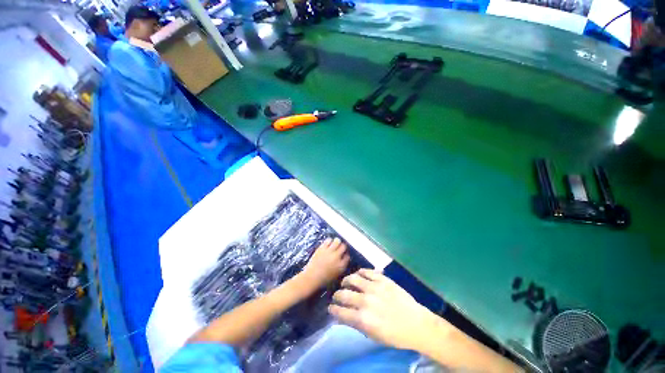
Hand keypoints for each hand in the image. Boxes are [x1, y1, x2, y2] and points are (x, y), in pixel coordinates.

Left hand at [301, 237, 349, 289]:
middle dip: (343, 246)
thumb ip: (341, 266)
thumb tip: (344, 258)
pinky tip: (328, 244)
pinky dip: (329, 241)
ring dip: (337, 242)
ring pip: (337, 241)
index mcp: (341, 266)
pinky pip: (328, 240)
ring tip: (335, 243)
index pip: (348, 256)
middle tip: (340, 247)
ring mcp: (329, 252)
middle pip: (344, 246)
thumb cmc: (324, 279)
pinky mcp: (322, 248)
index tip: (344, 254)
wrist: (311, 278)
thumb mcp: (336, 275)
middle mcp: (337, 257)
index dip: (346, 254)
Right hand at [329, 269, 438, 350]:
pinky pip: (367, 272)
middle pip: (344, 294)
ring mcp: (374, 287)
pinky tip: (359, 275)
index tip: (331, 307)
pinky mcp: (382, 279)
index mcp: (363, 318)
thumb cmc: (394, 335)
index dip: (333, 309)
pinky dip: (360, 272)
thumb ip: (357, 324)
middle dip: (337, 295)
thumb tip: (344, 316)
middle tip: (337, 296)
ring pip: (353, 278)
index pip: (341, 312)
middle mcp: (365, 301)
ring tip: (345, 282)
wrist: (416, 323)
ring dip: (346, 280)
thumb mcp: (373, 335)